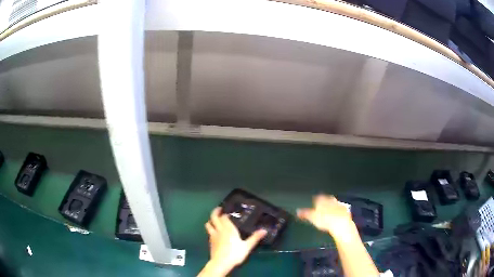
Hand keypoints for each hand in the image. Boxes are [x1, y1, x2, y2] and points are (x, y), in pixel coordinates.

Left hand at [201, 207, 266, 275]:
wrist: (221, 263)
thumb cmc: (235, 253)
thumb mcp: (247, 246)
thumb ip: (255, 237)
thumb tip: (264, 230)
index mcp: (228, 229)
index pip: (223, 217)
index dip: (225, 213)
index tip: (228, 212)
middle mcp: (219, 230)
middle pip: (214, 218)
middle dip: (215, 212)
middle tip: (219, 209)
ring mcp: (213, 236)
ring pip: (208, 224)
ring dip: (211, 220)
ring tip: (215, 220)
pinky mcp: (210, 242)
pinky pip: (209, 232)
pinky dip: (211, 229)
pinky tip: (215, 232)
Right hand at [297, 195, 355, 237]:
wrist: (341, 224)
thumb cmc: (324, 219)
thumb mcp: (312, 217)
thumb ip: (305, 213)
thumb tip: (297, 210)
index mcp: (322, 199)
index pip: (317, 197)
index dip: (315, 200)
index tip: (313, 202)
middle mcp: (331, 199)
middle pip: (326, 199)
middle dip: (324, 202)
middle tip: (320, 207)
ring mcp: (339, 204)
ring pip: (333, 203)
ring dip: (331, 206)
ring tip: (328, 211)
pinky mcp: (345, 210)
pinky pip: (340, 209)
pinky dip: (337, 211)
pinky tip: (336, 216)